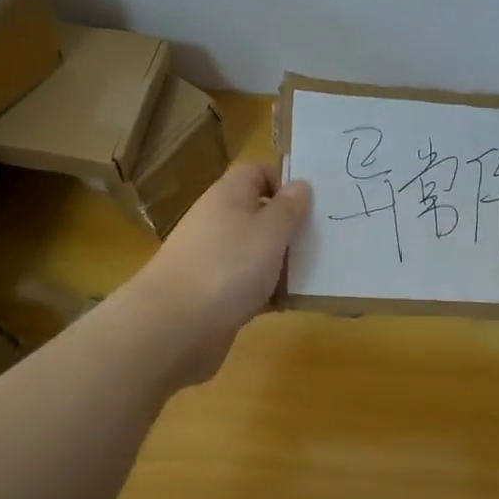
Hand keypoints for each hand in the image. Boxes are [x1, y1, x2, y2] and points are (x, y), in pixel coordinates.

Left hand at [122, 162, 311, 386]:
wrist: (175, 326)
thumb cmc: (229, 266)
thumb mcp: (269, 231)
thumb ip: (288, 208)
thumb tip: (300, 184)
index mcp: (227, 196)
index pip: (255, 172)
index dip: (282, 181)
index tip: (311, 204)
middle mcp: (217, 222)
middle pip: (258, 213)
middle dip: (288, 226)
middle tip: (323, 240)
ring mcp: (213, 259)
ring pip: (255, 251)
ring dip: (281, 261)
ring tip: (315, 273)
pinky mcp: (213, 294)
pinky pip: (247, 284)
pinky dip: (267, 291)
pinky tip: (289, 303)